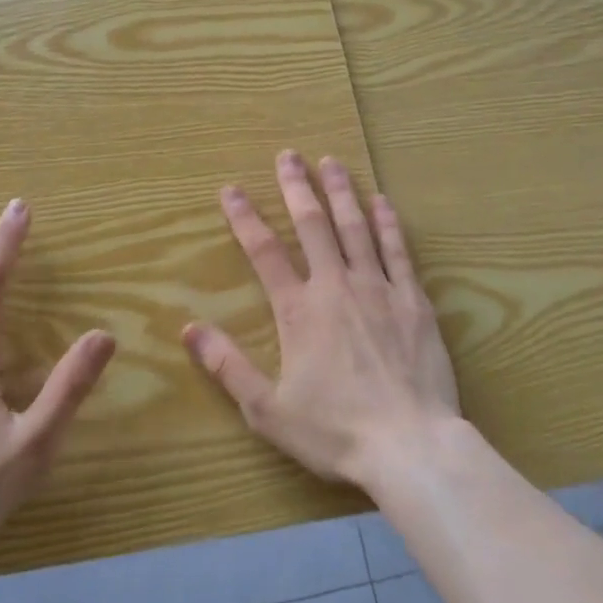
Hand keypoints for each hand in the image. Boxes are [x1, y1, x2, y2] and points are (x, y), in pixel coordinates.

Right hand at [183, 151, 460, 489]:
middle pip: (312, 225)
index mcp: (298, 310)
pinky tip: (381, 200)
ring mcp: (378, 288)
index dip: (245, 217)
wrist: (411, 447)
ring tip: (331, 161)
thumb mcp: (267, 409)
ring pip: (356, 227)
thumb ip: (228, 366)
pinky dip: (388, 223)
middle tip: (288, 155)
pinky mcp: (413, 300)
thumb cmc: (335, 431)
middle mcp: (336, 286)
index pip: (264, 252)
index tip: (232, 189)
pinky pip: (398, 251)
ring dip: (341, 192)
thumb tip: (189, 329)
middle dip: (297, 187)